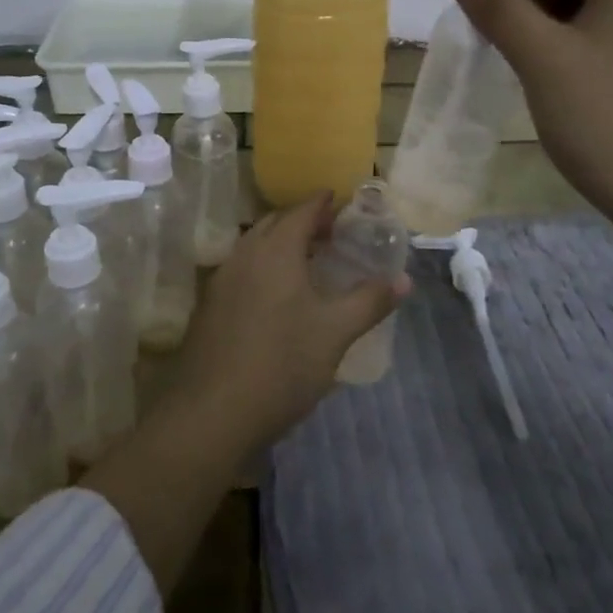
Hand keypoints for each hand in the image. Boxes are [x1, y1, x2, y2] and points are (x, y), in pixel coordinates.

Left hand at [167, 194, 408, 451]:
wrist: (212, 413)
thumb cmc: (282, 364)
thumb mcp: (336, 332)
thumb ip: (370, 300)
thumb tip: (404, 279)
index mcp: (276, 250)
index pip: (302, 211)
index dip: (323, 203)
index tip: (340, 199)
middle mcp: (245, 254)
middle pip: (275, 223)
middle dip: (302, 220)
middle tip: (330, 232)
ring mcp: (221, 280)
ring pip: (254, 246)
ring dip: (280, 244)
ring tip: (306, 261)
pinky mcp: (208, 306)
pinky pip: (241, 269)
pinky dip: (262, 266)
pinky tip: (275, 295)